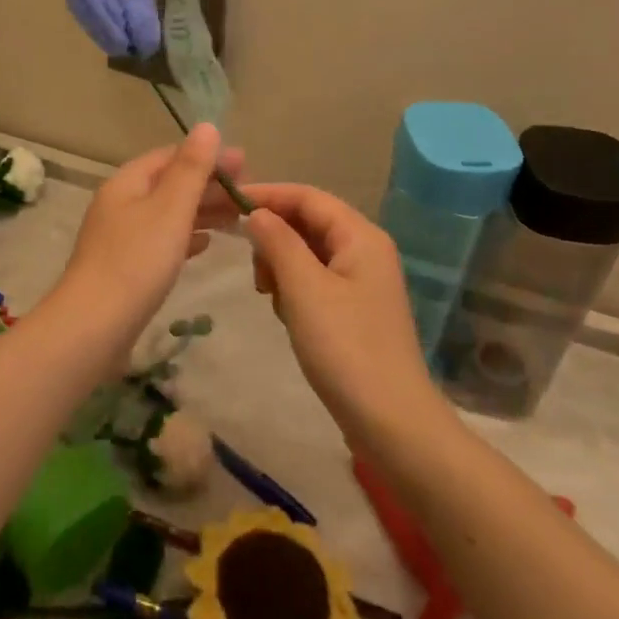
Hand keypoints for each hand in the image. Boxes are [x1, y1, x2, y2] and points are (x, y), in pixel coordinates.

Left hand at [56, 124, 245, 334]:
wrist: (94, 326)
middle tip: (248, 193)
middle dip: (207, 185)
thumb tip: (207, 126)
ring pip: (167, 214)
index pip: (170, 156)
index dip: (207, 157)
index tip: (245, 164)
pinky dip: (185, 237)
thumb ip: (191, 169)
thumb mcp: (170, 209)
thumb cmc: (136, 261)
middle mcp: (120, 204)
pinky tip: (205, 244)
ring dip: (200, 211)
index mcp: (127, 183)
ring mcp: (120, 237)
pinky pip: (161, 241)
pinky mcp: (125, 267)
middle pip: (168, 185)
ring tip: (237, 217)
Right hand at [241, 183, 437, 437]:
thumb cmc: (345, 348)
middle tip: (254, 271)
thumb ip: (278, 242)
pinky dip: (295, 289)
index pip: (307, 196)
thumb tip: (257, 214)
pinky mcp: (355, 310)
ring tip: (271, 298)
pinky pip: (316, 281)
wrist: (391, 422)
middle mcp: (365, 250)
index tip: (227, 205)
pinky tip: (288, 316)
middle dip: (275, 238)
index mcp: (360, 236)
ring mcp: (362, 282)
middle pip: (309, 222)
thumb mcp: (304, 289)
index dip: (267, 195)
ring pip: (308, 253)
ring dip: (282, 267)